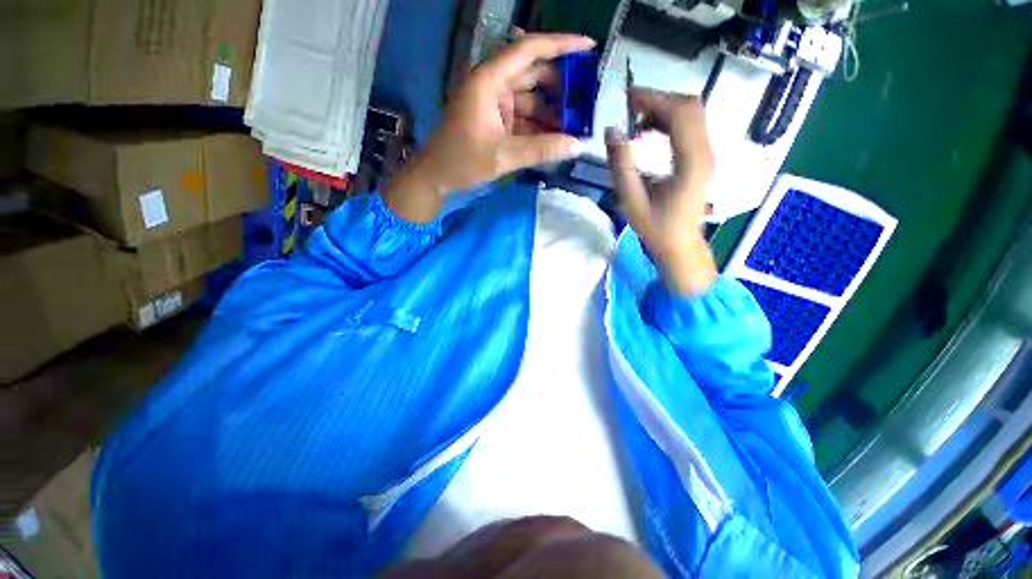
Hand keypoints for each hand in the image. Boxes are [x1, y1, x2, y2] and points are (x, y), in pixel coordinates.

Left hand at [386, 33, 594, 221]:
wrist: (436, 177)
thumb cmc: (462, 161)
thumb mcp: (504, 156)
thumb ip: (542, 149)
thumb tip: (578, 146)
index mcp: (490, 80)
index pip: (529, 50)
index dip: (561, 45)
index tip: (589, 47)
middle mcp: (494, 85)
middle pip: (534, 75)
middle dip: (561, 87)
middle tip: (587, 101)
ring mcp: (495, 104)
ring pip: (531, 100)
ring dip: (552, 111)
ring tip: (577, 124)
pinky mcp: (496, 122)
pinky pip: (524, 119)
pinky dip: (540, 127)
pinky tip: (557, 138)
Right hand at [606, 89, 716, 295]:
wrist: (680, 246)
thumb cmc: (656, 228)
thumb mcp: (632, 201)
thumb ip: (621, 166)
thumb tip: (611, 131)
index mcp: (690, 163)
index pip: (680, 114)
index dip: (654, 99)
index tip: (627, 98)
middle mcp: (704, 152)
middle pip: (690, 106)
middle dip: (659, 100)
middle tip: (629, 109)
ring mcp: (706, 154)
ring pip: (691, 114)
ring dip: (664, 110)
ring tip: (636, 122)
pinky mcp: (701, 158)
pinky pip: (689, 128)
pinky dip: (668, 122)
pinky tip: (649, 134)